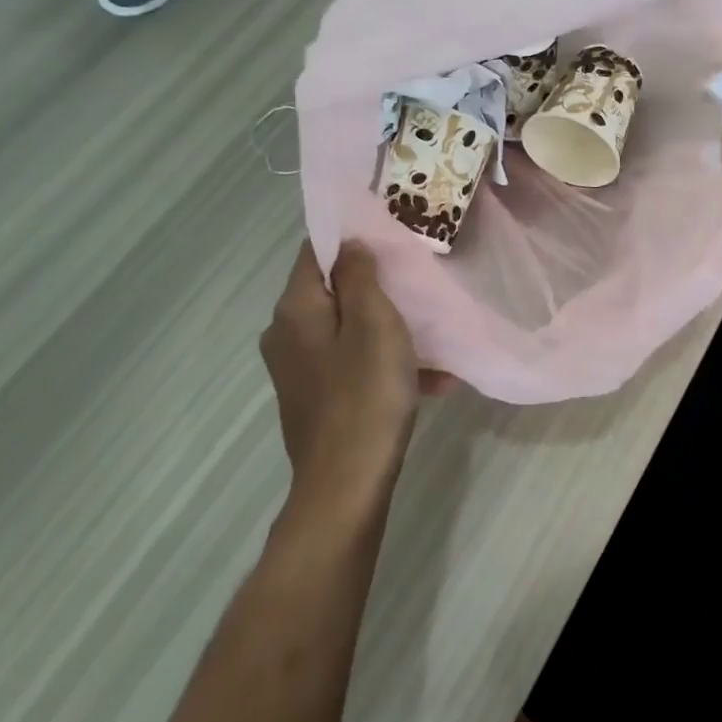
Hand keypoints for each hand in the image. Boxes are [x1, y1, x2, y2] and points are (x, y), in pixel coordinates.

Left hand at [261, 241, 446, 509]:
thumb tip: (350, 243)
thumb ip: (360, 276)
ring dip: (390, 330)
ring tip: (435, 336)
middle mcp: (286, 334)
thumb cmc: (365, 395)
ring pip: (349, 330)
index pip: (316, 251)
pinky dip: (385, 363)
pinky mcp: (316, 398)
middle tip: (420, 282)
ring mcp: (299, 370)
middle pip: (334, 291)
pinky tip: (432, 379)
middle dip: (379, 286)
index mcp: (295, 309)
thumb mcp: (374, 324)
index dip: (353, 238)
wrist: (346, 486)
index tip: (393, 235)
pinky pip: (353, 365)